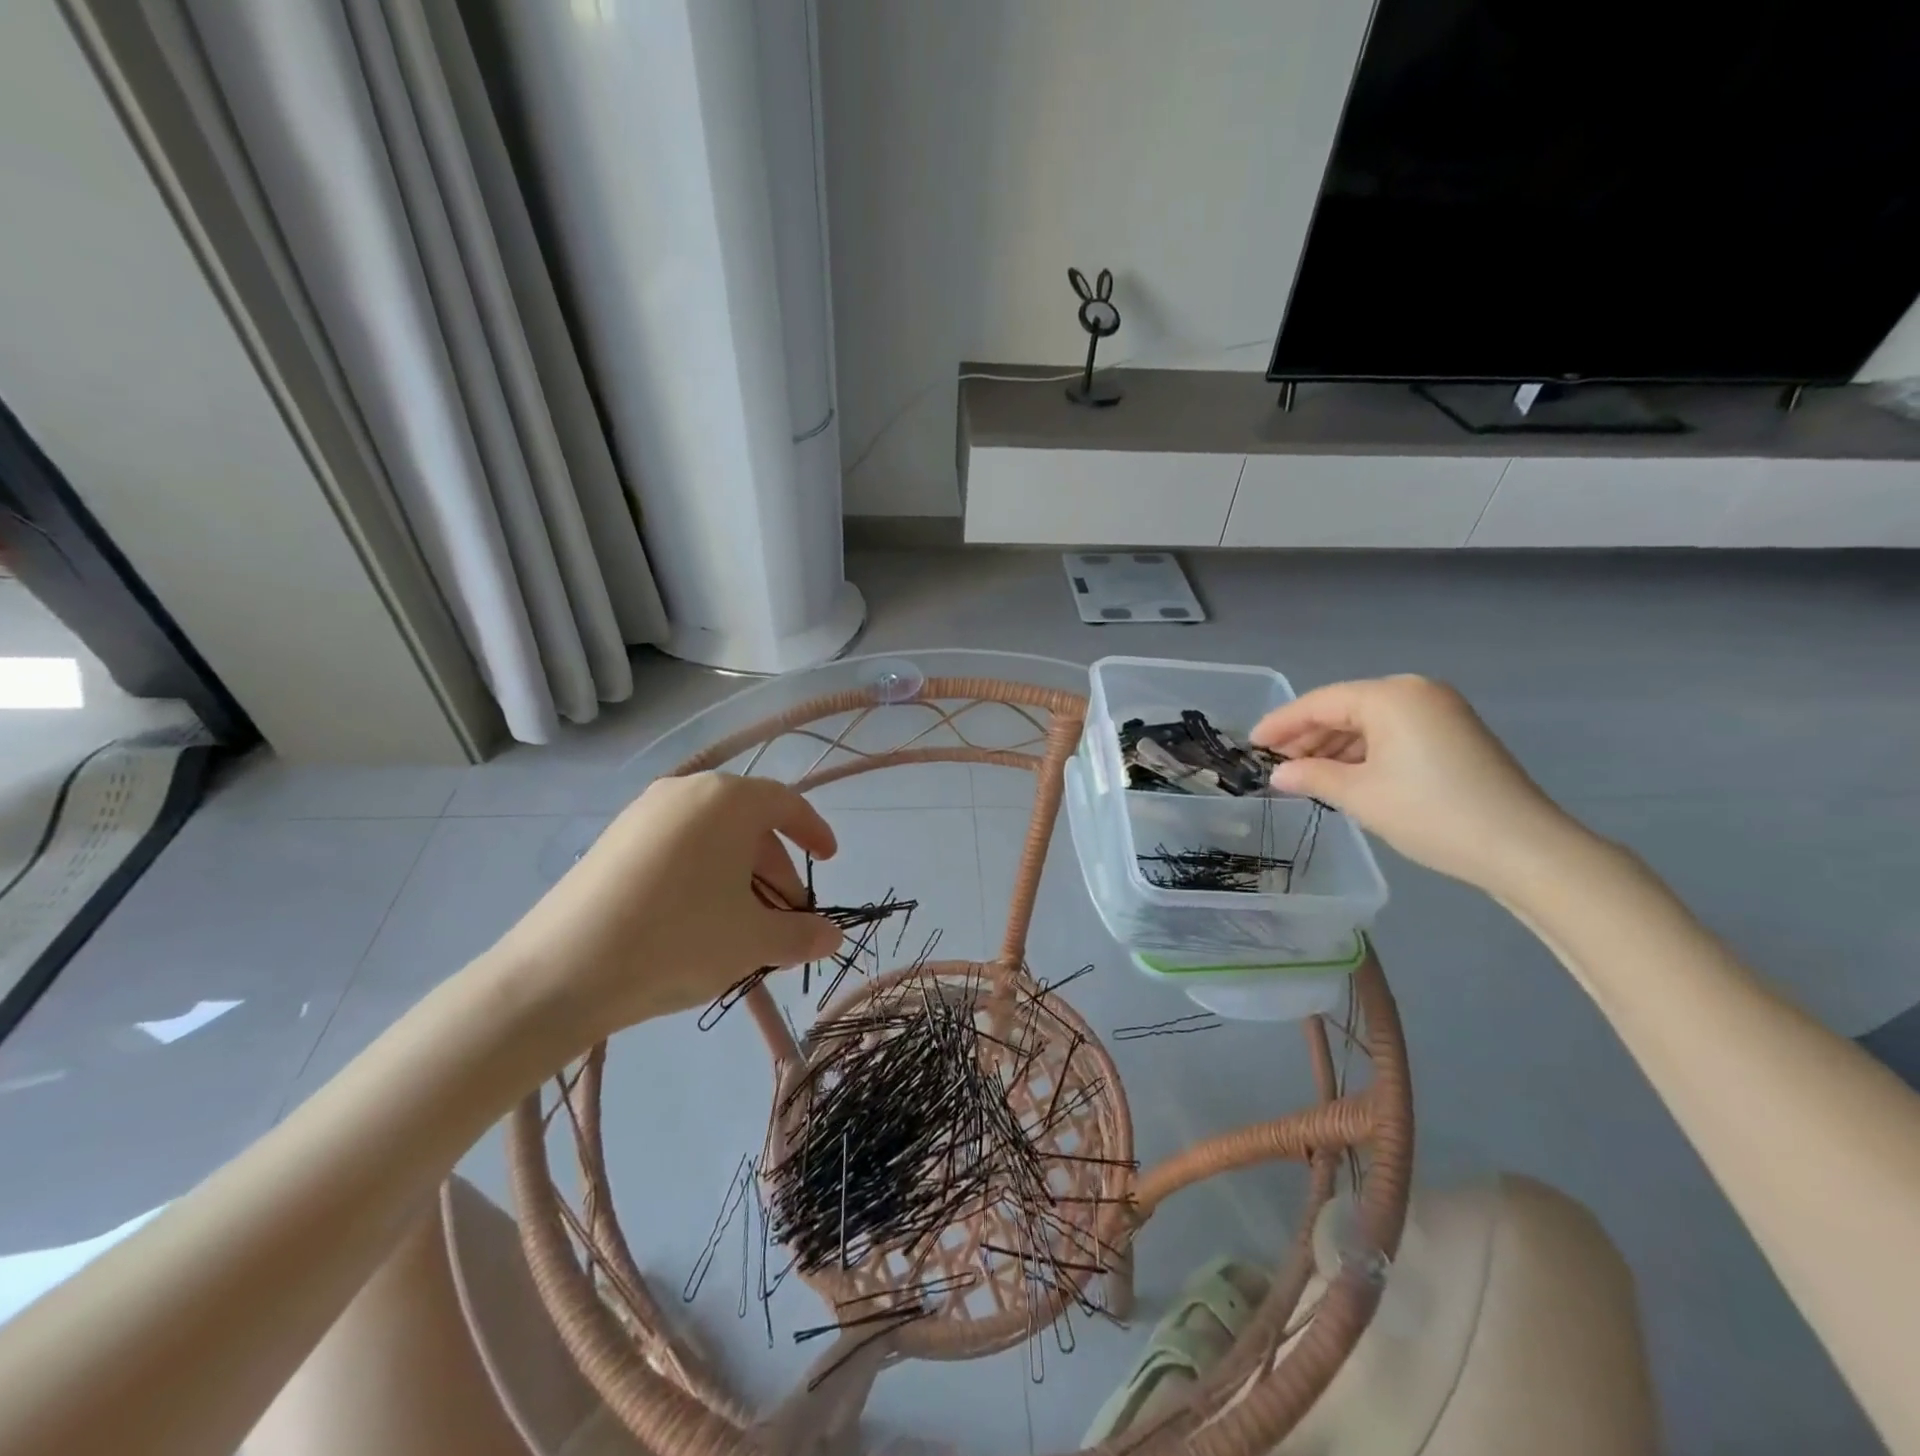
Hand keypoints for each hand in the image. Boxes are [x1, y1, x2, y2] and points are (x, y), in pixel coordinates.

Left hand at [487, 773, 841, 1046]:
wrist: (557, 974)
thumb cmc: (675, 940)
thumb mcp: (752, 941)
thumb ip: (802, 935)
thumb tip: (833, 937)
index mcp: (728, 800)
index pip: (787, 804)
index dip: (814, 832)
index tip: (829, 861)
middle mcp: (686, 792)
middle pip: (749, 823)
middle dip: (777, 869)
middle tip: (787, 916)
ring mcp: (643, 814)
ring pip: (712, 837)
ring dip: (741, 876)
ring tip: (745, 926)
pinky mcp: (613, 841)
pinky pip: (677, 847)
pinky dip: (703, 875)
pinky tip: (698, 922)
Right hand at [1251, 676, 1576, 893]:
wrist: (1523, 848)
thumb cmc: (1431, 813)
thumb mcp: (1360, 795)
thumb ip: (1312, 777)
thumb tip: (1278, 774)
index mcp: (1391, 696)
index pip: (1320, 702)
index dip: (1281, 724)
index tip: (1251, 744)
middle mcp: (1416, 692)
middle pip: (1345, 707)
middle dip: (1308, 735)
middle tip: (1275, 763)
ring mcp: (1440, 712)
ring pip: (1369, 722)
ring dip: (1334, 746)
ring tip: (1304, 774)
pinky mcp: (1454, 734)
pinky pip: (1393, 733)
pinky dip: (1364, 751)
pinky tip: (1344, 775)